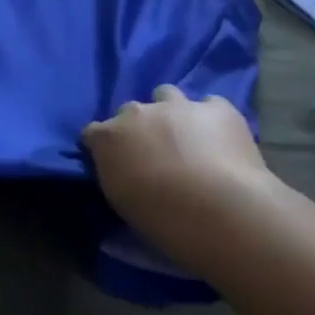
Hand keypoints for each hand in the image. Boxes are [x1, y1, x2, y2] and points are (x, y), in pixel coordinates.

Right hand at [83, 86, 274, 241]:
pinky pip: (211, 104)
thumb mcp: (122, 202)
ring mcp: (176, 106)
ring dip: (172, 112)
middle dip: (139, 127)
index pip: (93, 132)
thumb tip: (122, 170)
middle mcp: (136, 112)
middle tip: (156, 153)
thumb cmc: (163, 219)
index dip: (105, 147)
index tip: (117, 165)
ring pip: (166, 94)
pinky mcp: (217, 108)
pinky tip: (222, 139)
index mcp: (107, 137)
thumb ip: (116, 174)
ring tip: (188, 137)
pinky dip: (213, 118)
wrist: (220, 211)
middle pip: (130, 111)